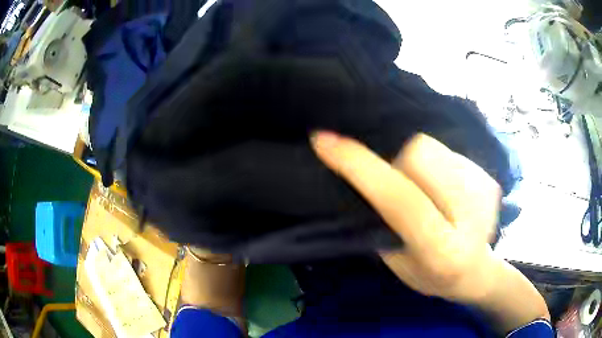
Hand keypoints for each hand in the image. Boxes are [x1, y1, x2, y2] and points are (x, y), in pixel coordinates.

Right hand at [311, 131, 500, 302]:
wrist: (475, 272)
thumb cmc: (430, 275)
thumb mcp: (395, 262)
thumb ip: (380, 222)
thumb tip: (361, 175)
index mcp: (442, 250)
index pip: (400, 199)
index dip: (361, 167)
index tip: (324, 140)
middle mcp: (471, 217)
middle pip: (419, 155)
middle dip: (398, 164)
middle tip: (402, 190)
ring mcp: (486, 192)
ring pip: (432, 147)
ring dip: (418, 164)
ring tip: (427, 192)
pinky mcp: (491, 179)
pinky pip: (449, 152)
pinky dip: (437, 167)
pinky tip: (447, 193)